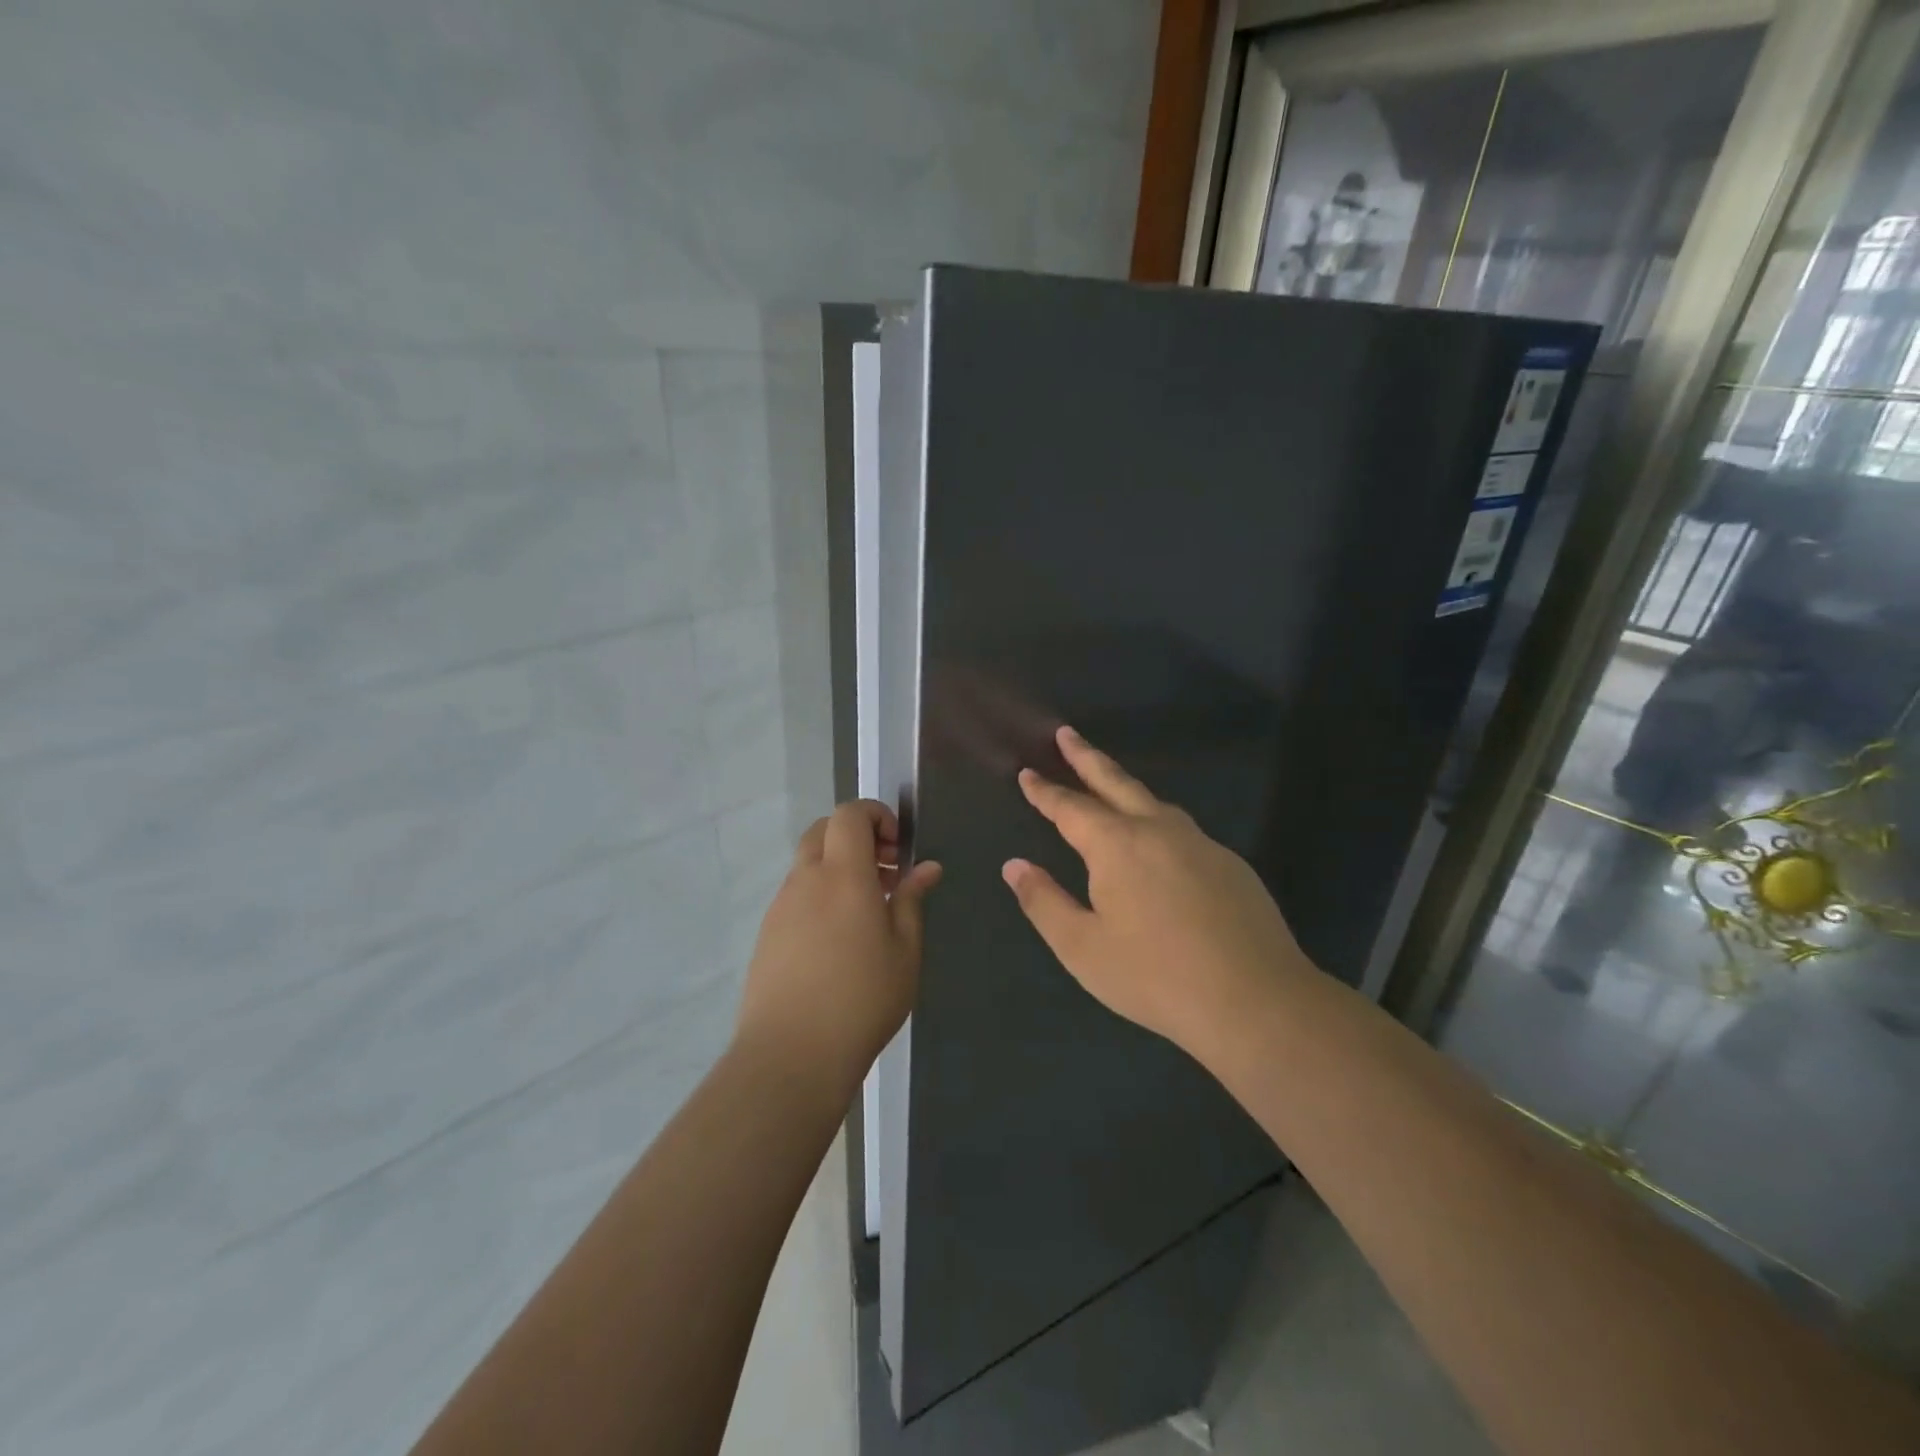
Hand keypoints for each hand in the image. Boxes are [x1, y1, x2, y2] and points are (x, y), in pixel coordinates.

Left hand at [735, 800, 941, 1095]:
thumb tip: (927, 867)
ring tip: (868, 912)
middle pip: (824, 830)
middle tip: (886, 873)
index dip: (875, 815)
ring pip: (808, 863)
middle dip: (856, 837)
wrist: (791, 1053)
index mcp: (843, 875)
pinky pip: (796, 895)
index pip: (849, 814)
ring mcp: (781, 906)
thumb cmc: (862, 998)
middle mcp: (806, 879)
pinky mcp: (767, 933)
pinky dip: (820, 894)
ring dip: (838, 867)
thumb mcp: (905, 950)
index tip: (898, 847)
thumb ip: (912, 900)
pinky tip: (839, 939)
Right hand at [1002, 726, 1311, 1058]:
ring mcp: (1200, 843)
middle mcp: (1158, 830)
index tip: (1027, 772)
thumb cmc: (1155, 976)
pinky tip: (1159, 843)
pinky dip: (1157, 819)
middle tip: (1066, 734)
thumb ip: (1044, 902)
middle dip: (1086, 757)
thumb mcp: (1083, 947)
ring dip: (1124, 785)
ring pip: (1154, 801)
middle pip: (1115, 782)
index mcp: (1117, 845)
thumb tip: (1014, 866)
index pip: (1071, 807)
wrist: (1256, 999)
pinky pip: (1181, 828)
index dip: (1045, 791)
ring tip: (1108, 782)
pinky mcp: (1229, 863)